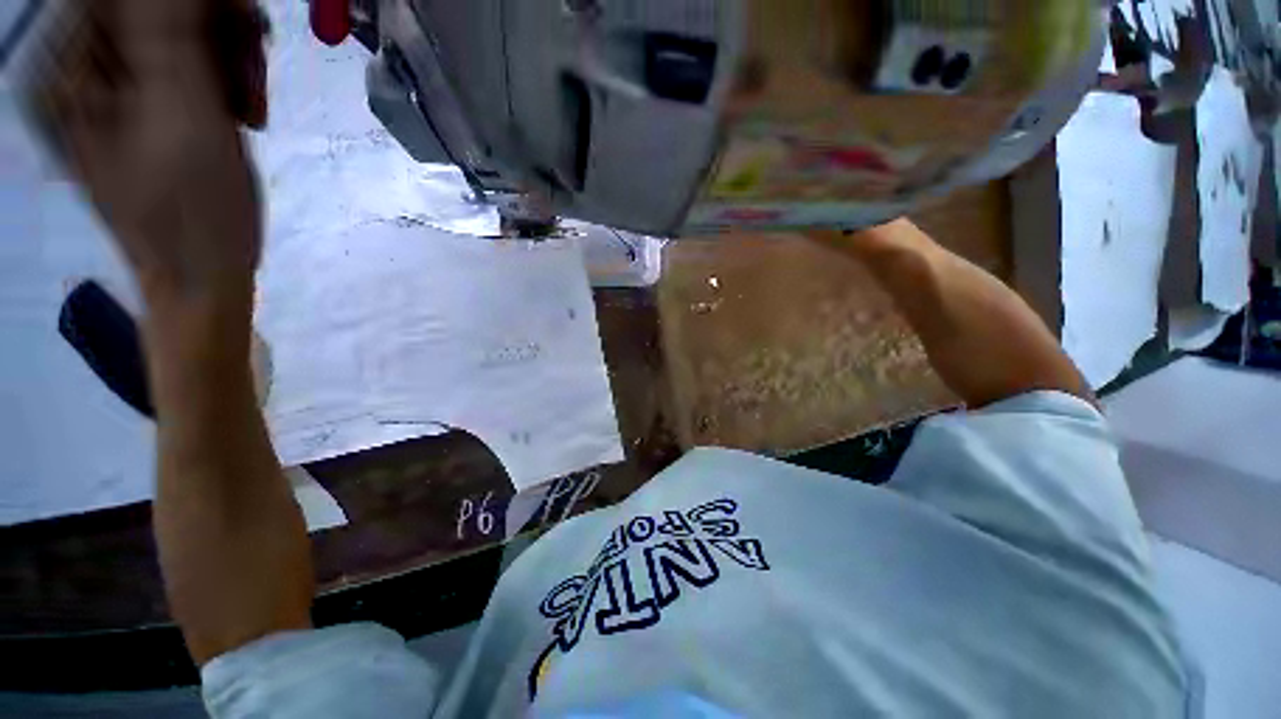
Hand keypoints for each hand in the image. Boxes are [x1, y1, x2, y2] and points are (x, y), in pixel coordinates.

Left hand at [25, 0, 269, 307]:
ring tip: (251, 107)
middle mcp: (85, 61)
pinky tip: (242, 110)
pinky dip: (229, 76)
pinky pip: (194, 58)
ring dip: (231, 56)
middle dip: (219, 27)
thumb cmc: (190, 206)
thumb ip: (169, 27)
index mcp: (71, 62)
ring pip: (185, 26)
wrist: (201, 268)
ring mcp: (119, 81)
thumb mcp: (180, 112)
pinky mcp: (151, 98)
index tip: (244, 24)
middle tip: (254, 72)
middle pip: (160, 4)